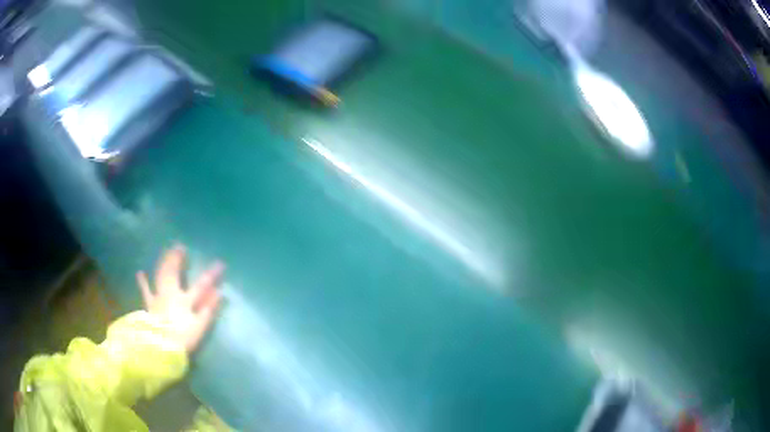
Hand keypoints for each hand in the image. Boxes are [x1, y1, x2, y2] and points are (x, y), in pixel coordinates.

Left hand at [136, 245, 223, 352]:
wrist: (160, 346)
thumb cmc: (182, 339)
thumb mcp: (199, 327)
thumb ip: (208, 309)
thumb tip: (220, 292)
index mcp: (184, 300)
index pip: (201, 285)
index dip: (211, 274)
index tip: (221, 263)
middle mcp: (171, 294)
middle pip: (174, 273)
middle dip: (177, 260)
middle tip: (180, 246)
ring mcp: (159, 298)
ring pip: (161, 276)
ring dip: (163, 263)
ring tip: (165, 251)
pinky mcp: (150, 305)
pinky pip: (146, 291)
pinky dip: (143, 282)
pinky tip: (140, 273)